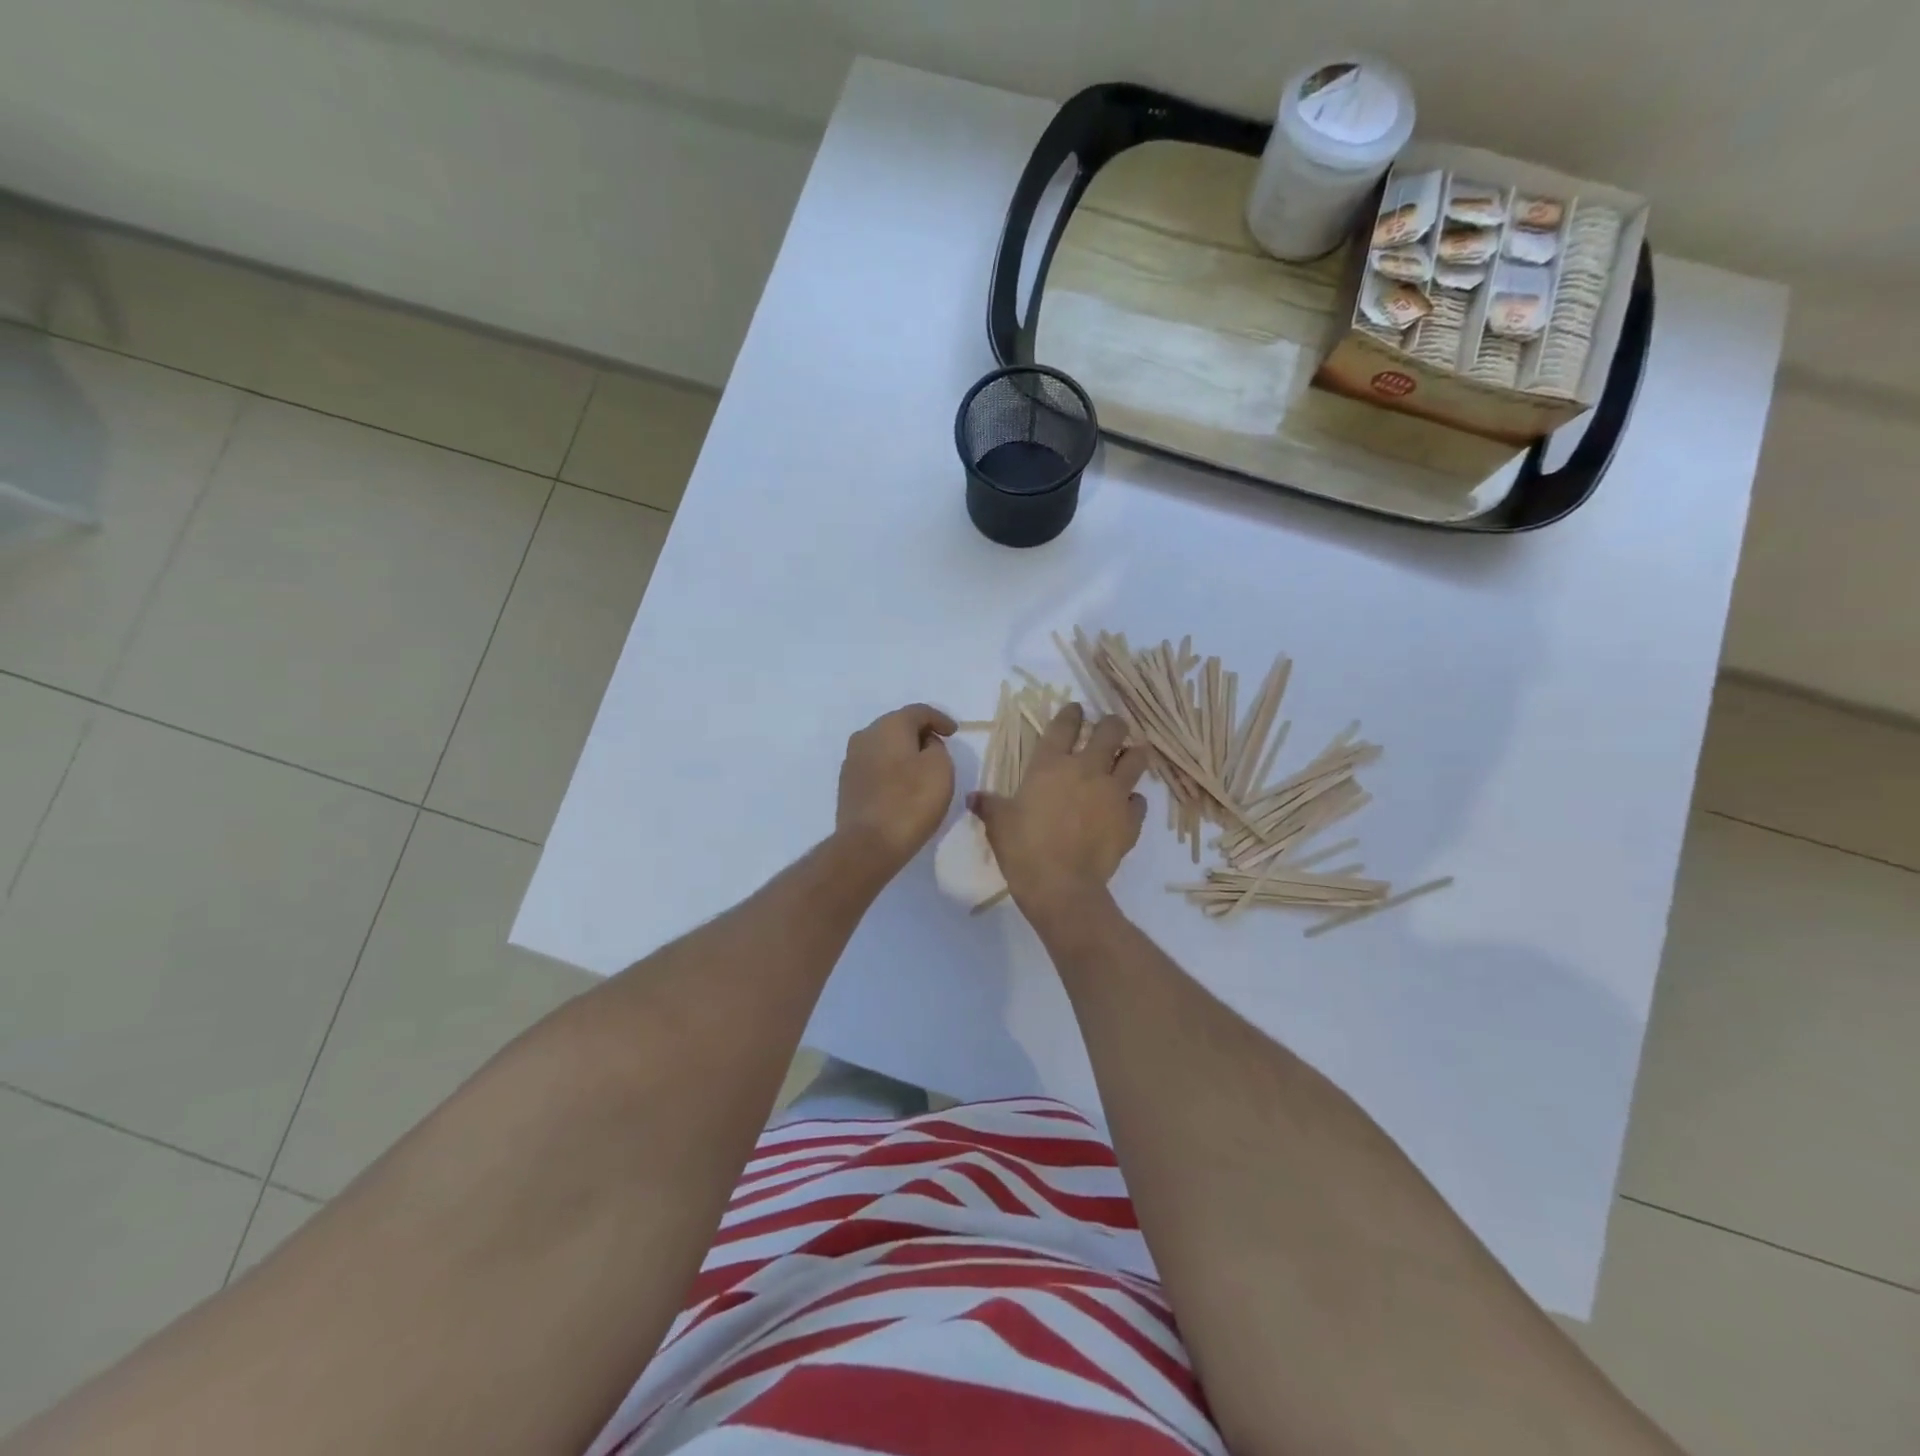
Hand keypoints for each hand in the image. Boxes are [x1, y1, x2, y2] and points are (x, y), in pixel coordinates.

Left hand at [836, 703, 957, 876]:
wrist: (868, 844)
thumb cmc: (911, 802)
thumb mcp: (940, 768)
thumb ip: (936, 747)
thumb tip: (924, 745)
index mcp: (889, 726)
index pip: (918, 712)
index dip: (940, 719)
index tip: (954, 732)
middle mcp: (865, 736)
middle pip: (897, 726)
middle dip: (920, 734)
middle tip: (939, 748)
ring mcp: (852, 760)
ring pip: (884, 746)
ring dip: (903, 752)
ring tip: (921, 768)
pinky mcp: (847, 784)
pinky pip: (875, 766)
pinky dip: (891, 769)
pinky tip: (902, 785)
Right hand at [970, 703, 1148, 915]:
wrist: (1061, 885)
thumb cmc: (1023, 848)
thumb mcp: (998, 824)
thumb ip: (989, 805)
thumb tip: (973, 798)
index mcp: (1051, 764)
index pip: (1065, 725)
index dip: (1072, 713)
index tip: (1076, 710)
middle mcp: (1087, 769)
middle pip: (1112, 731)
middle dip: (1112, 725)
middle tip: (1109, 730)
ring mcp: (1114, 793)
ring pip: (1137, 758)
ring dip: (1134, 754)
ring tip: (1129, 757)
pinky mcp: (1131, 819)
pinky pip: (1139, 801)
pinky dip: (1133, 800)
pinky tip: (1125, 806)